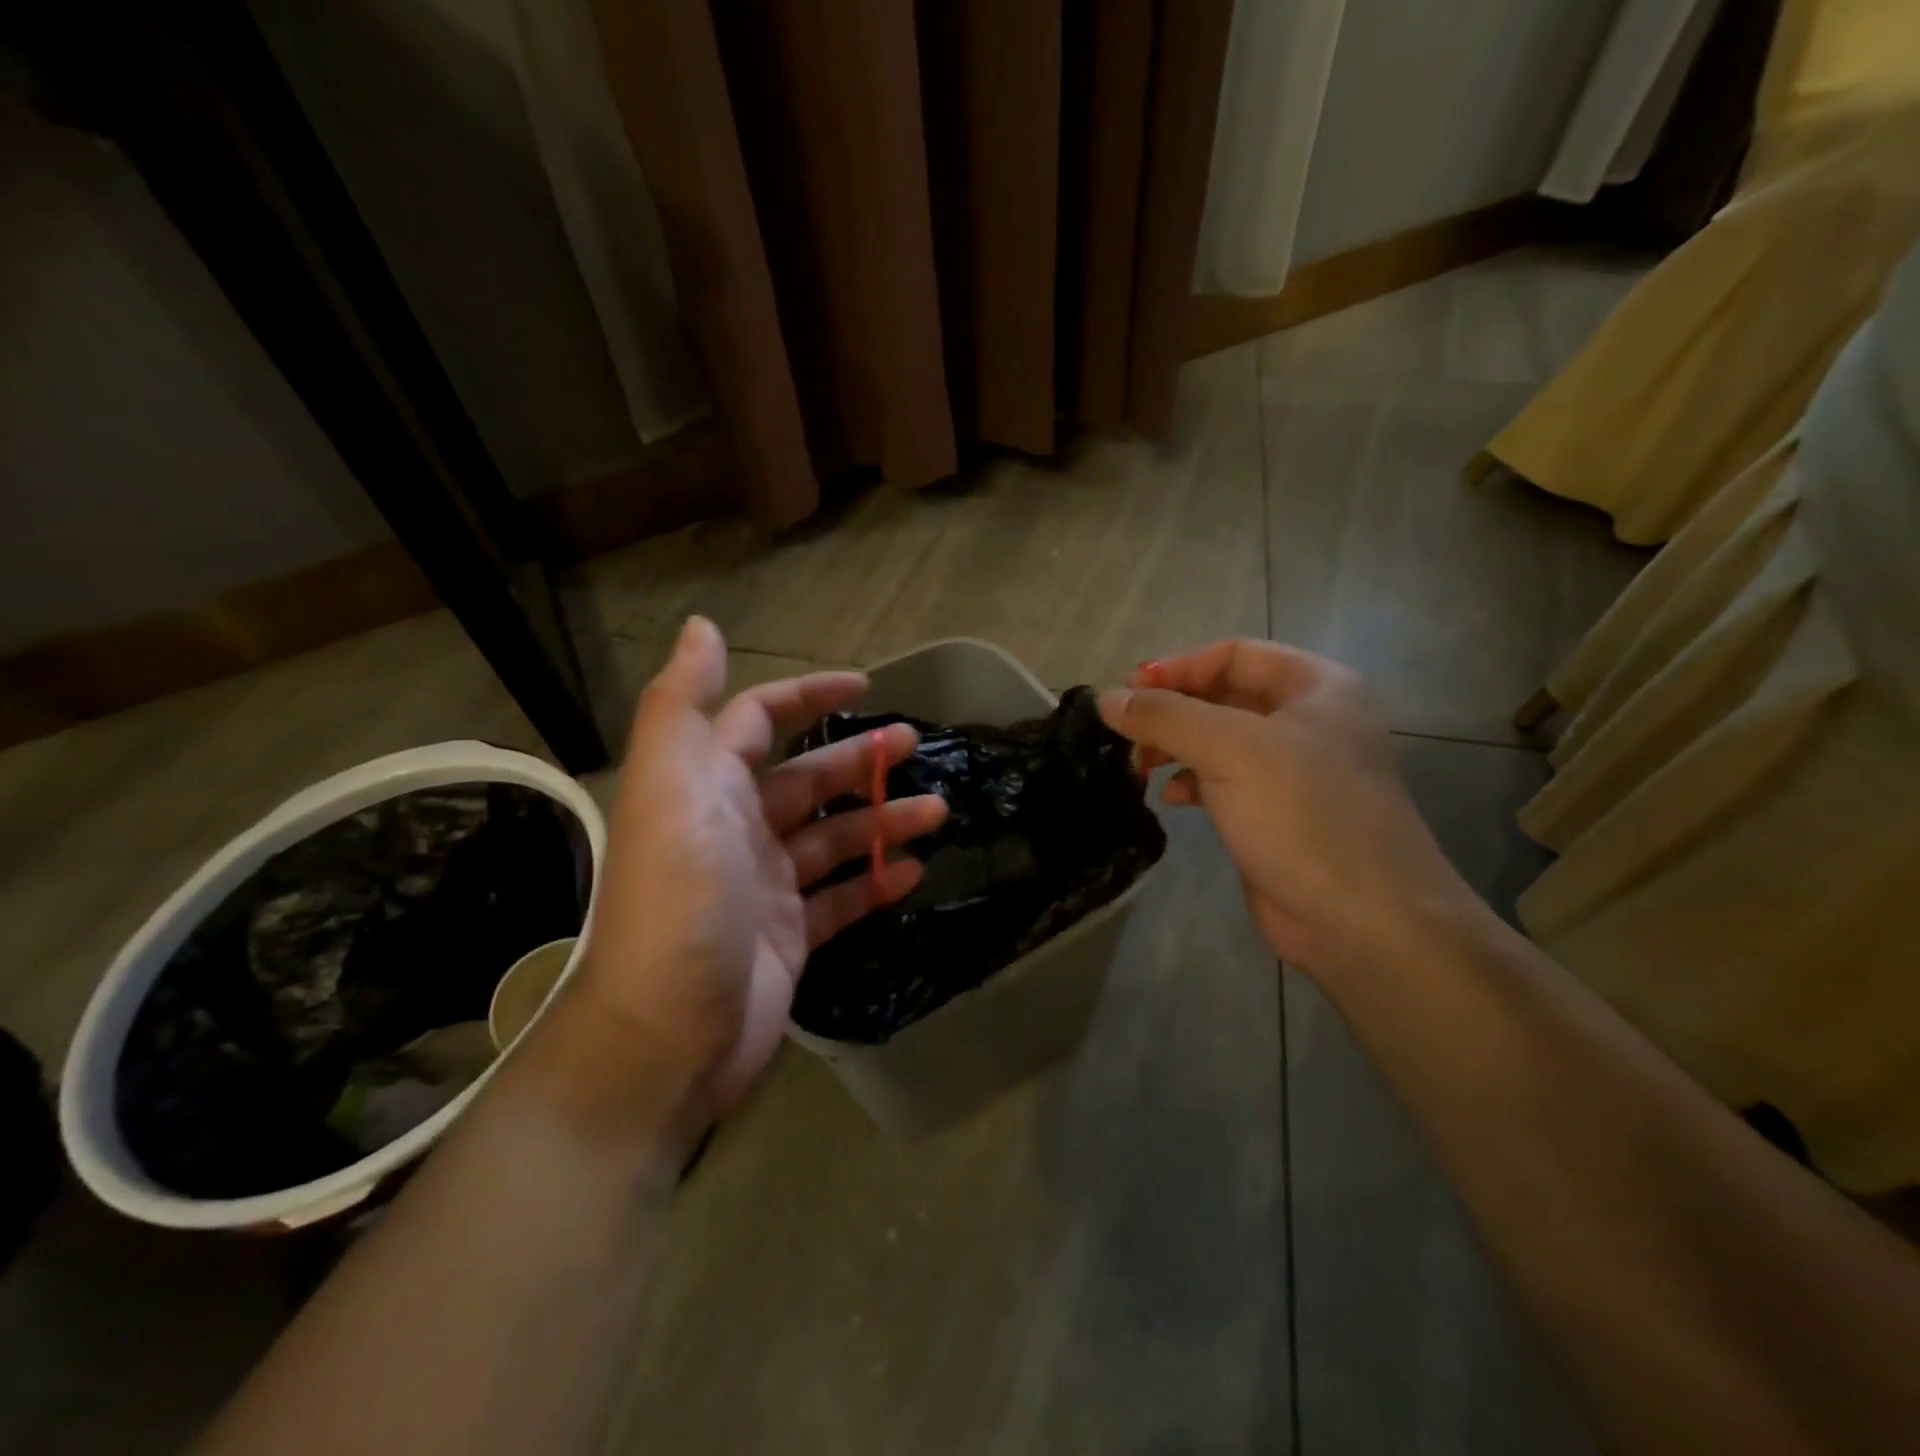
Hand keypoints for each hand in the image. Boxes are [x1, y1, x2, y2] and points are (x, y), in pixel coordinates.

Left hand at [574, 617, 947, 1117]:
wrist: (666, 1039)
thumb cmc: (680, 904)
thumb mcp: (673, 792)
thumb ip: (682, 706)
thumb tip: (702, 627)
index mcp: (705, 788)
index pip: (756, 719)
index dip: (807, 695)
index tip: (864, 685)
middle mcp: (733, 829)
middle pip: (806, 779)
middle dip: (860, 759)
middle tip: (916, 747)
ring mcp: (764, 886)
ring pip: (833, 839)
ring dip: (883, 820)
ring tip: (938, 812)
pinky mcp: (789, 937)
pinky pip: (841, 899)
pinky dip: (876, 883)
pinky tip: (915, 872)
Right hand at [1099, 640, 1472, 976]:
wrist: (1364, 921)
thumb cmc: (1303, 815)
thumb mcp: (1230, 750)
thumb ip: (1165, 717)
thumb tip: (1105, 699)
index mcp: (1317, 688)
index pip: (1235, 654)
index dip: (1179, 667)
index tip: (1129, 691)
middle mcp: (1310, 722)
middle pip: (1225, 696)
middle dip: (1173, 710)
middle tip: (1126, 730)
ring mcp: (1296, 772)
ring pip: (1221, 741)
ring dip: (1176, 747)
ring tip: (1139, 766)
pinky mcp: (1279, 815)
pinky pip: (1226, 782)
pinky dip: (1192, 782)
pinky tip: (1170, 798)